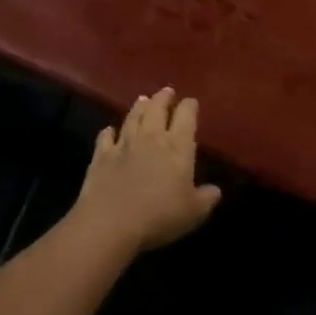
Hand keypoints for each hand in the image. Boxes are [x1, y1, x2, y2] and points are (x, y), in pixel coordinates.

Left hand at [75, 88, 222, 252]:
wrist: (110, 223)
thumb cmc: (160, 216)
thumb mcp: (194, 212)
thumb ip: (207, 198)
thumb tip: (215, 190)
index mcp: (178, 147)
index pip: (186, 116)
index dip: (189, 106)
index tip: (191, 102)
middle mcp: (151, 138)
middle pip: (157, 108)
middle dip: (163, 98)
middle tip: (167, 91)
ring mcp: (124, 144)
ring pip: (132, 117)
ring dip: (139, 107)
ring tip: (143, 100)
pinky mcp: (101, 156)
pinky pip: (106, 136)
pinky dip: (109, 131)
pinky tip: (110, 130)